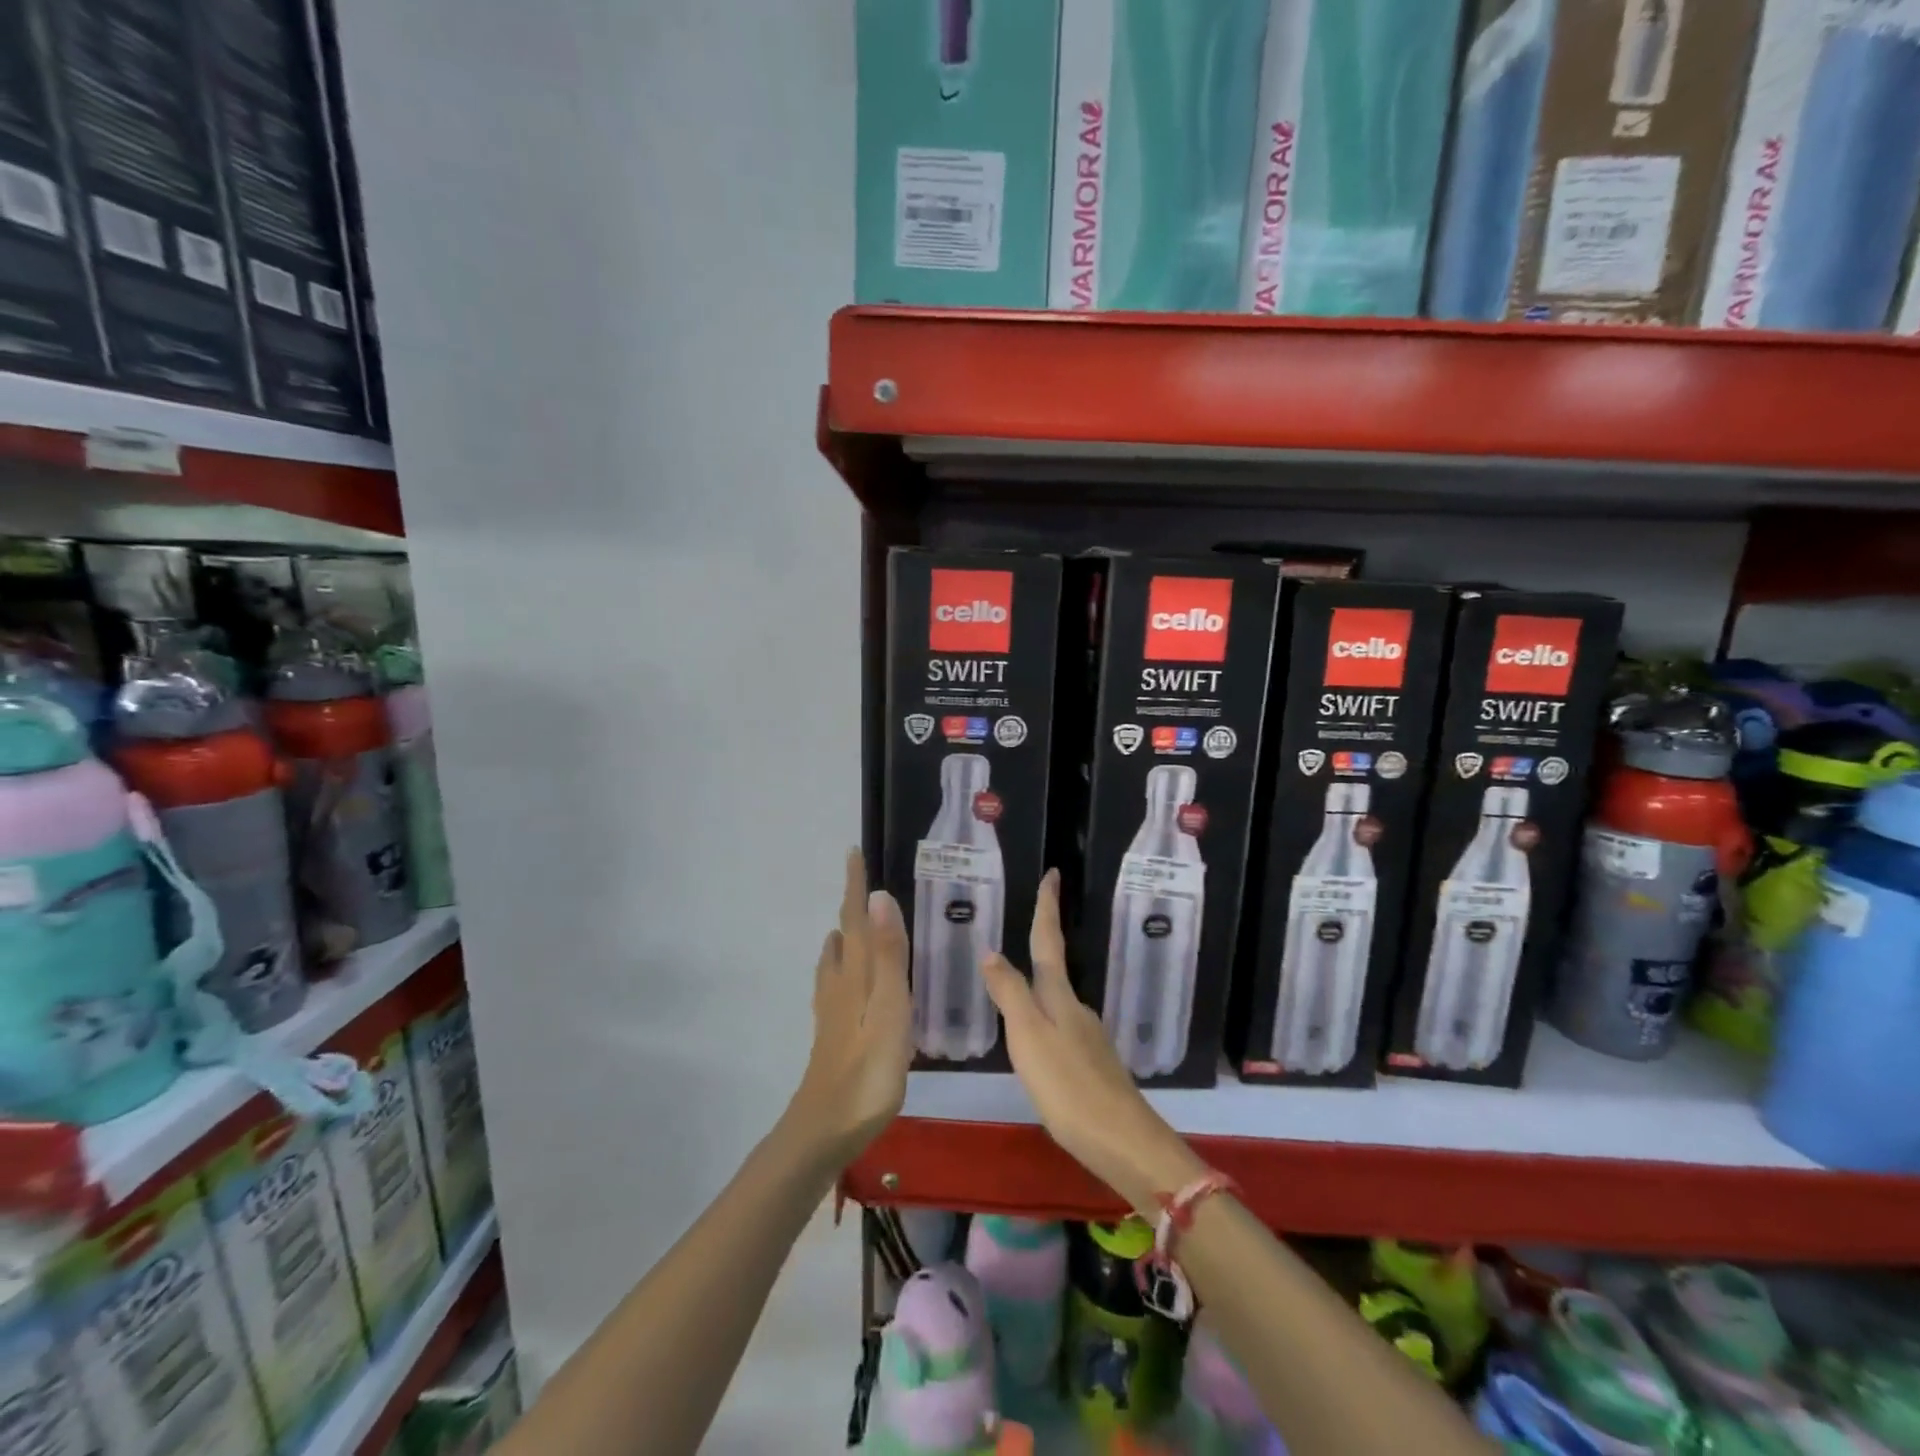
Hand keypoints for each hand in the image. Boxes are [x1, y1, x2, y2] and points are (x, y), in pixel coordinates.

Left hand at [785, 849, 912, 1167]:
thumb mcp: (890, 1009)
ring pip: (836, 960)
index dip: (855, 885)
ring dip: (845, 934)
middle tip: (863, 883)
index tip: (853, 852)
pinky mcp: (834, 1032)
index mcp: (856, 974)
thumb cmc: (868, 1069)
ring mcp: (833, 1010)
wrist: (827, 1127)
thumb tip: (879, 896)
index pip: (855, 918)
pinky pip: (837, 982)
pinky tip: (847, 978)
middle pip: (844, 934)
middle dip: (851, 906)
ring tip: (855, 923)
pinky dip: (843, 964)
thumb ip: (889, 954)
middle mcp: (840, 984)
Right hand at [981, 871, 1205, 1216]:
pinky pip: (1062, 1028)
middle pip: (1054, 968)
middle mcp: (1077, 1010)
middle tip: (1029, 921)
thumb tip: (992, 951)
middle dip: (1043, 942)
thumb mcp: (1029, 1037)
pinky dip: (1046, 1019)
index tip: (1054, 874)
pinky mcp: (1093, 1065)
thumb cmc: (1068, 1086)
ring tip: (1017, 983)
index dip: (1048, 908)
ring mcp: (1089, 1037)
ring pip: (1057, 1000)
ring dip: (1040, 984)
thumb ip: (1010, 994)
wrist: (1123, 1141)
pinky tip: (1038, 1041)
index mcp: (1059, 998)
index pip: (1048, 942)